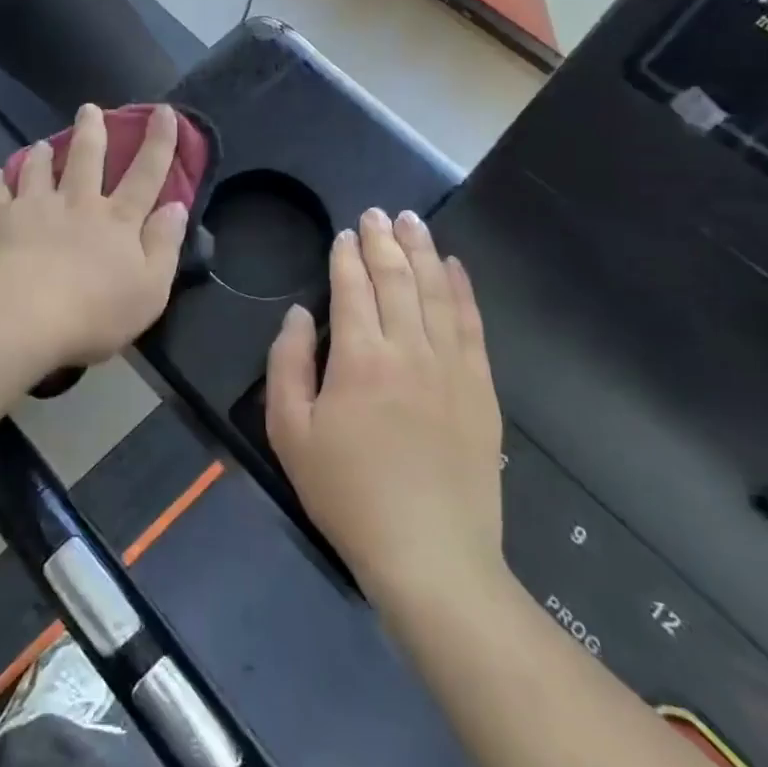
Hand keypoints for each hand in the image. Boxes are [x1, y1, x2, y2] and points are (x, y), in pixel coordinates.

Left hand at [0, 103, 189, 369]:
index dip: (159, 142)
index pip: (146, 174)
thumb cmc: (94, 311)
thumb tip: (176, 206)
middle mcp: (77, 202)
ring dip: (42, 153)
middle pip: (87, 157)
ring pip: (39, 169)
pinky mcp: (0, 221)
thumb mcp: (150, 288)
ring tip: (41, 143)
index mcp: (118, 219)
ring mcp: (35, 208)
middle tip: (89, 108)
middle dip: (92, 130)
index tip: (165, 110)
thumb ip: (165, 244)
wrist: (23, 316)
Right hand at [266, 208, 504, 602]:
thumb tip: (298, 314)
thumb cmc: (347, 494)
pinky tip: (454, 267)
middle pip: (396, 279)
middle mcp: (408, 349)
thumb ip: (287, 364)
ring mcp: (451, 366)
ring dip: (422, 251)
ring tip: (413, 222)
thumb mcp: (290, 433)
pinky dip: (461, 289)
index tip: (345, 233)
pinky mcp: (480, 388)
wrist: (430, 554)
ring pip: (435, 292)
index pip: (352, 288)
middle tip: (378, 213)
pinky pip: (471, 325)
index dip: (347, 256)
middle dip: (384, 241)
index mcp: (359, 358)